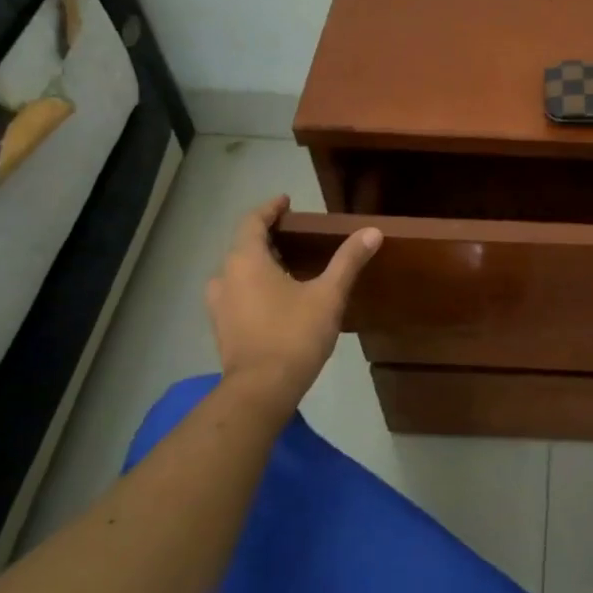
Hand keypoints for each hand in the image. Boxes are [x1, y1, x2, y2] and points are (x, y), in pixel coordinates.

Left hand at [206, 195, 381, 406]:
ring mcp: (219, 305)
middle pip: (243, 245)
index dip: (270, 209)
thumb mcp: (329, 295)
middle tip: (293, 233)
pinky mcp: (222, 327)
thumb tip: (373, 232)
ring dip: (258, 262)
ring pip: (237, 271)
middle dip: (266, 235)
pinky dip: (253, 285)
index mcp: (246, 261)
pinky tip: (275, 297)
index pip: (252, 222)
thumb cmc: (294, 335)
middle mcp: (225, 277)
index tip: (286, 202)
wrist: (261, 390)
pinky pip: (236, 293)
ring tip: (285, 264)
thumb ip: (348, 261)